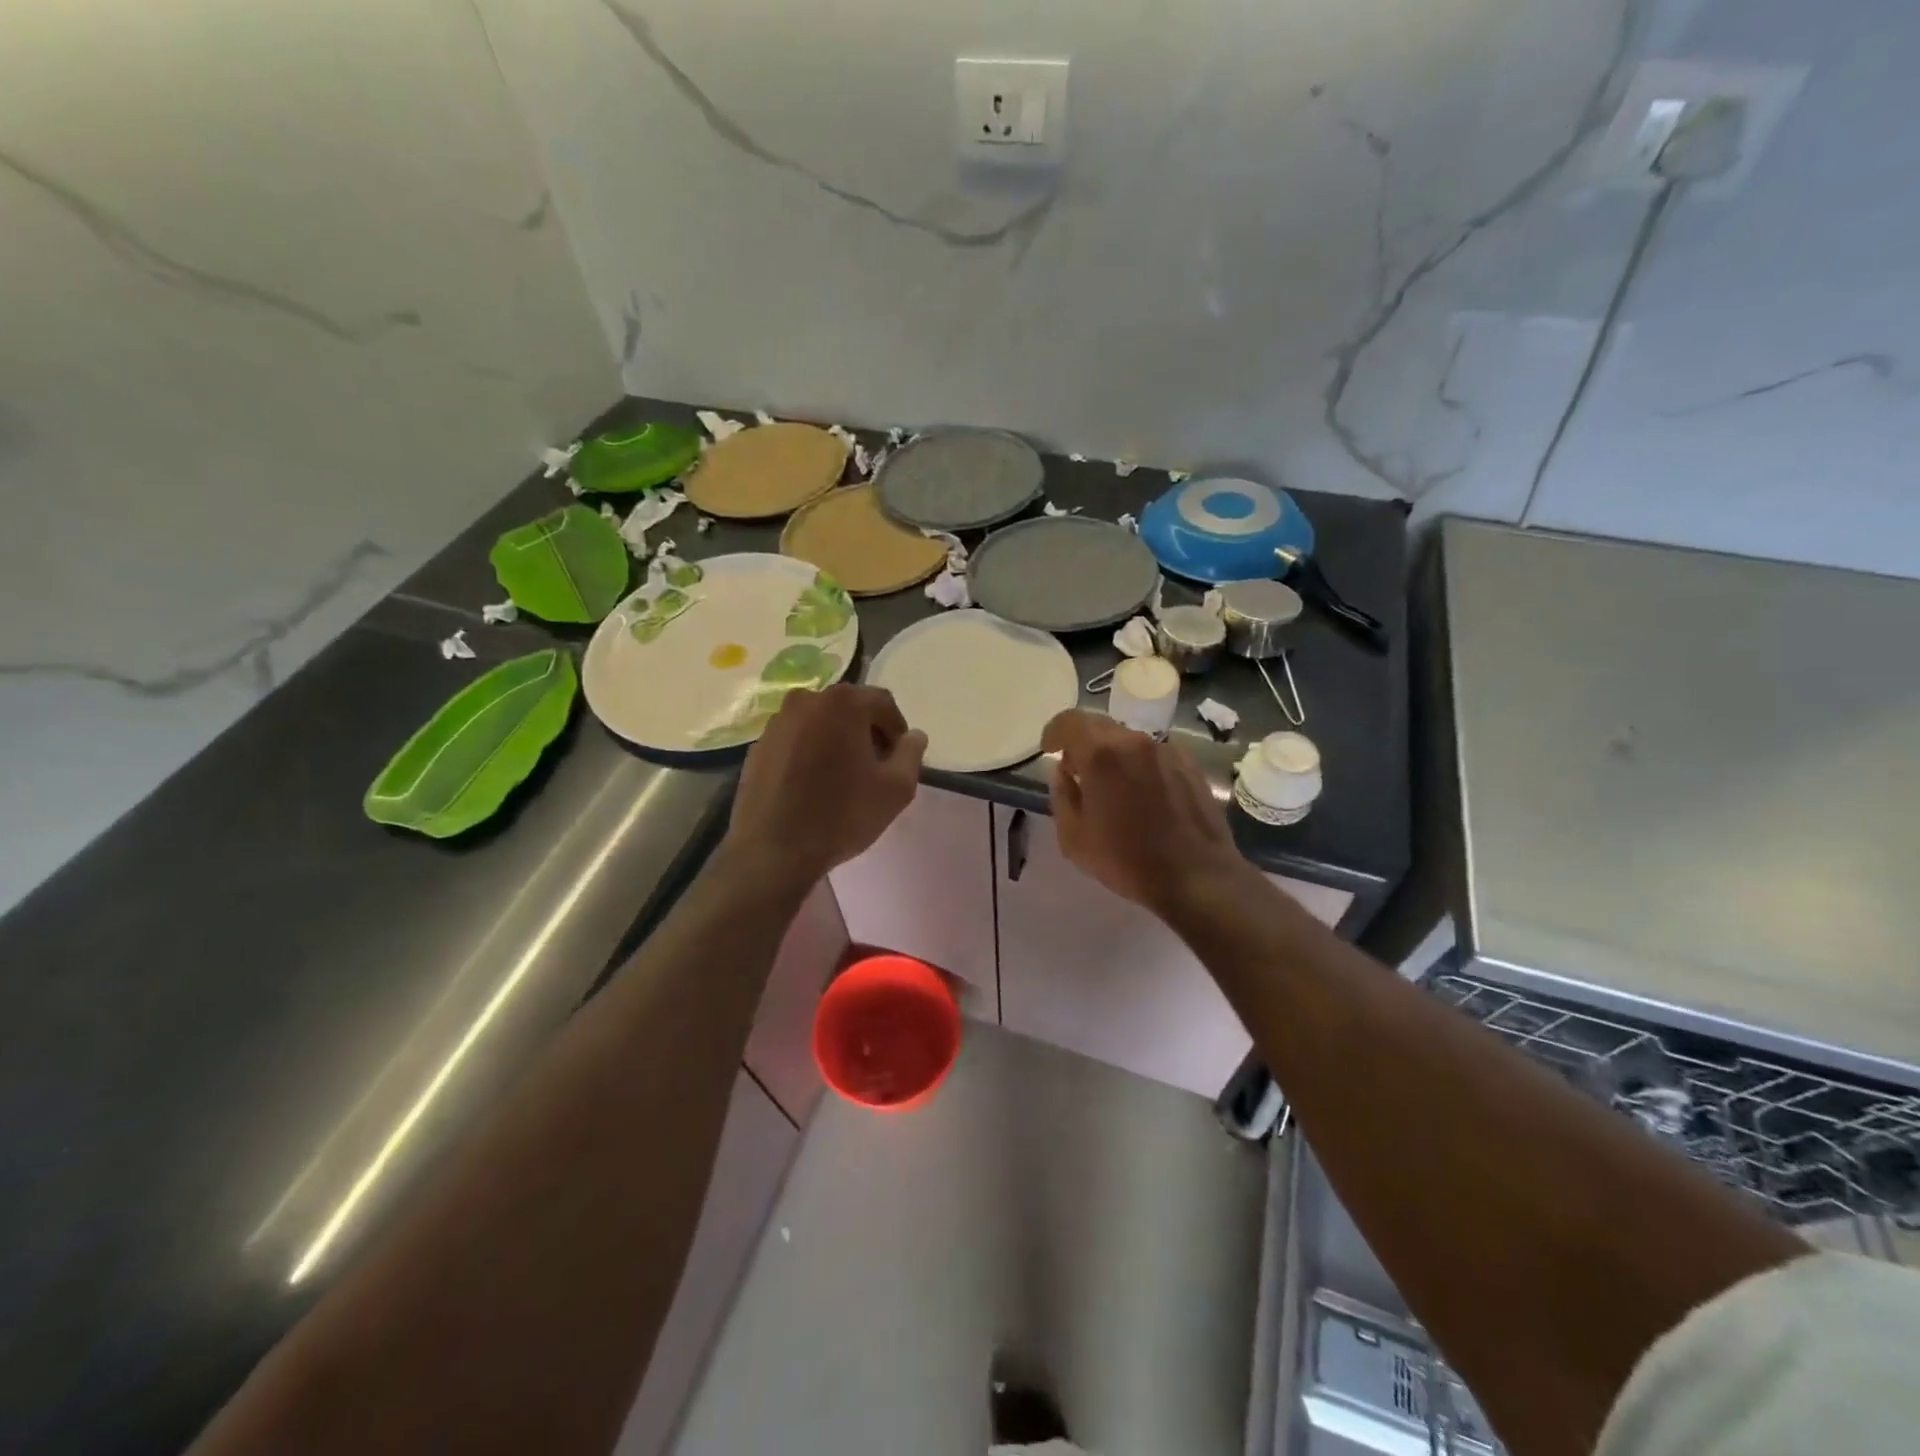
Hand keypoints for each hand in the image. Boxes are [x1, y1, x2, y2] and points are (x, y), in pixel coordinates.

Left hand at [723, 684, 927, 885]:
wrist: (773, 851)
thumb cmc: (842, 815)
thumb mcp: (896, 788)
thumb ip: (911, 753)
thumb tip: (914, 736)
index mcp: (843, 702)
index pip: (883, 704)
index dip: (897, 731)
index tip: (899, 761)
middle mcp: (806, 700)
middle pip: (850, 710)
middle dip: (867, 734)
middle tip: (875, 770)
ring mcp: (777, 722)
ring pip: (820, 725)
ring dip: (837, 743)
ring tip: (843, 780)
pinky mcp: (758, 747)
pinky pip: (795, 742)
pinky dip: (810, 754)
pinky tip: (813, 787)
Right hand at [1040, 710, 1251, 914]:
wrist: (1197, 878)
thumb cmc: (1128, 861)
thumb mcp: (1074, 837)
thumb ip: (1062, 795)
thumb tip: (1063, 771)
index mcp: (1102, 755)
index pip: (1070, 721)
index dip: (1054, 731)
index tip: (1049, 749)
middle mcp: (1135, 742)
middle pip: (1100, 726)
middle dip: (1082, 743)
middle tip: (1076, 770)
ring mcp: (1167, 750)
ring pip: (1128, 739)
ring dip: (1112, 754)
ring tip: (1110, 786)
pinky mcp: (1189, 764)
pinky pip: (1153, 753)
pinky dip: (1138, 764)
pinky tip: (1141, 794)